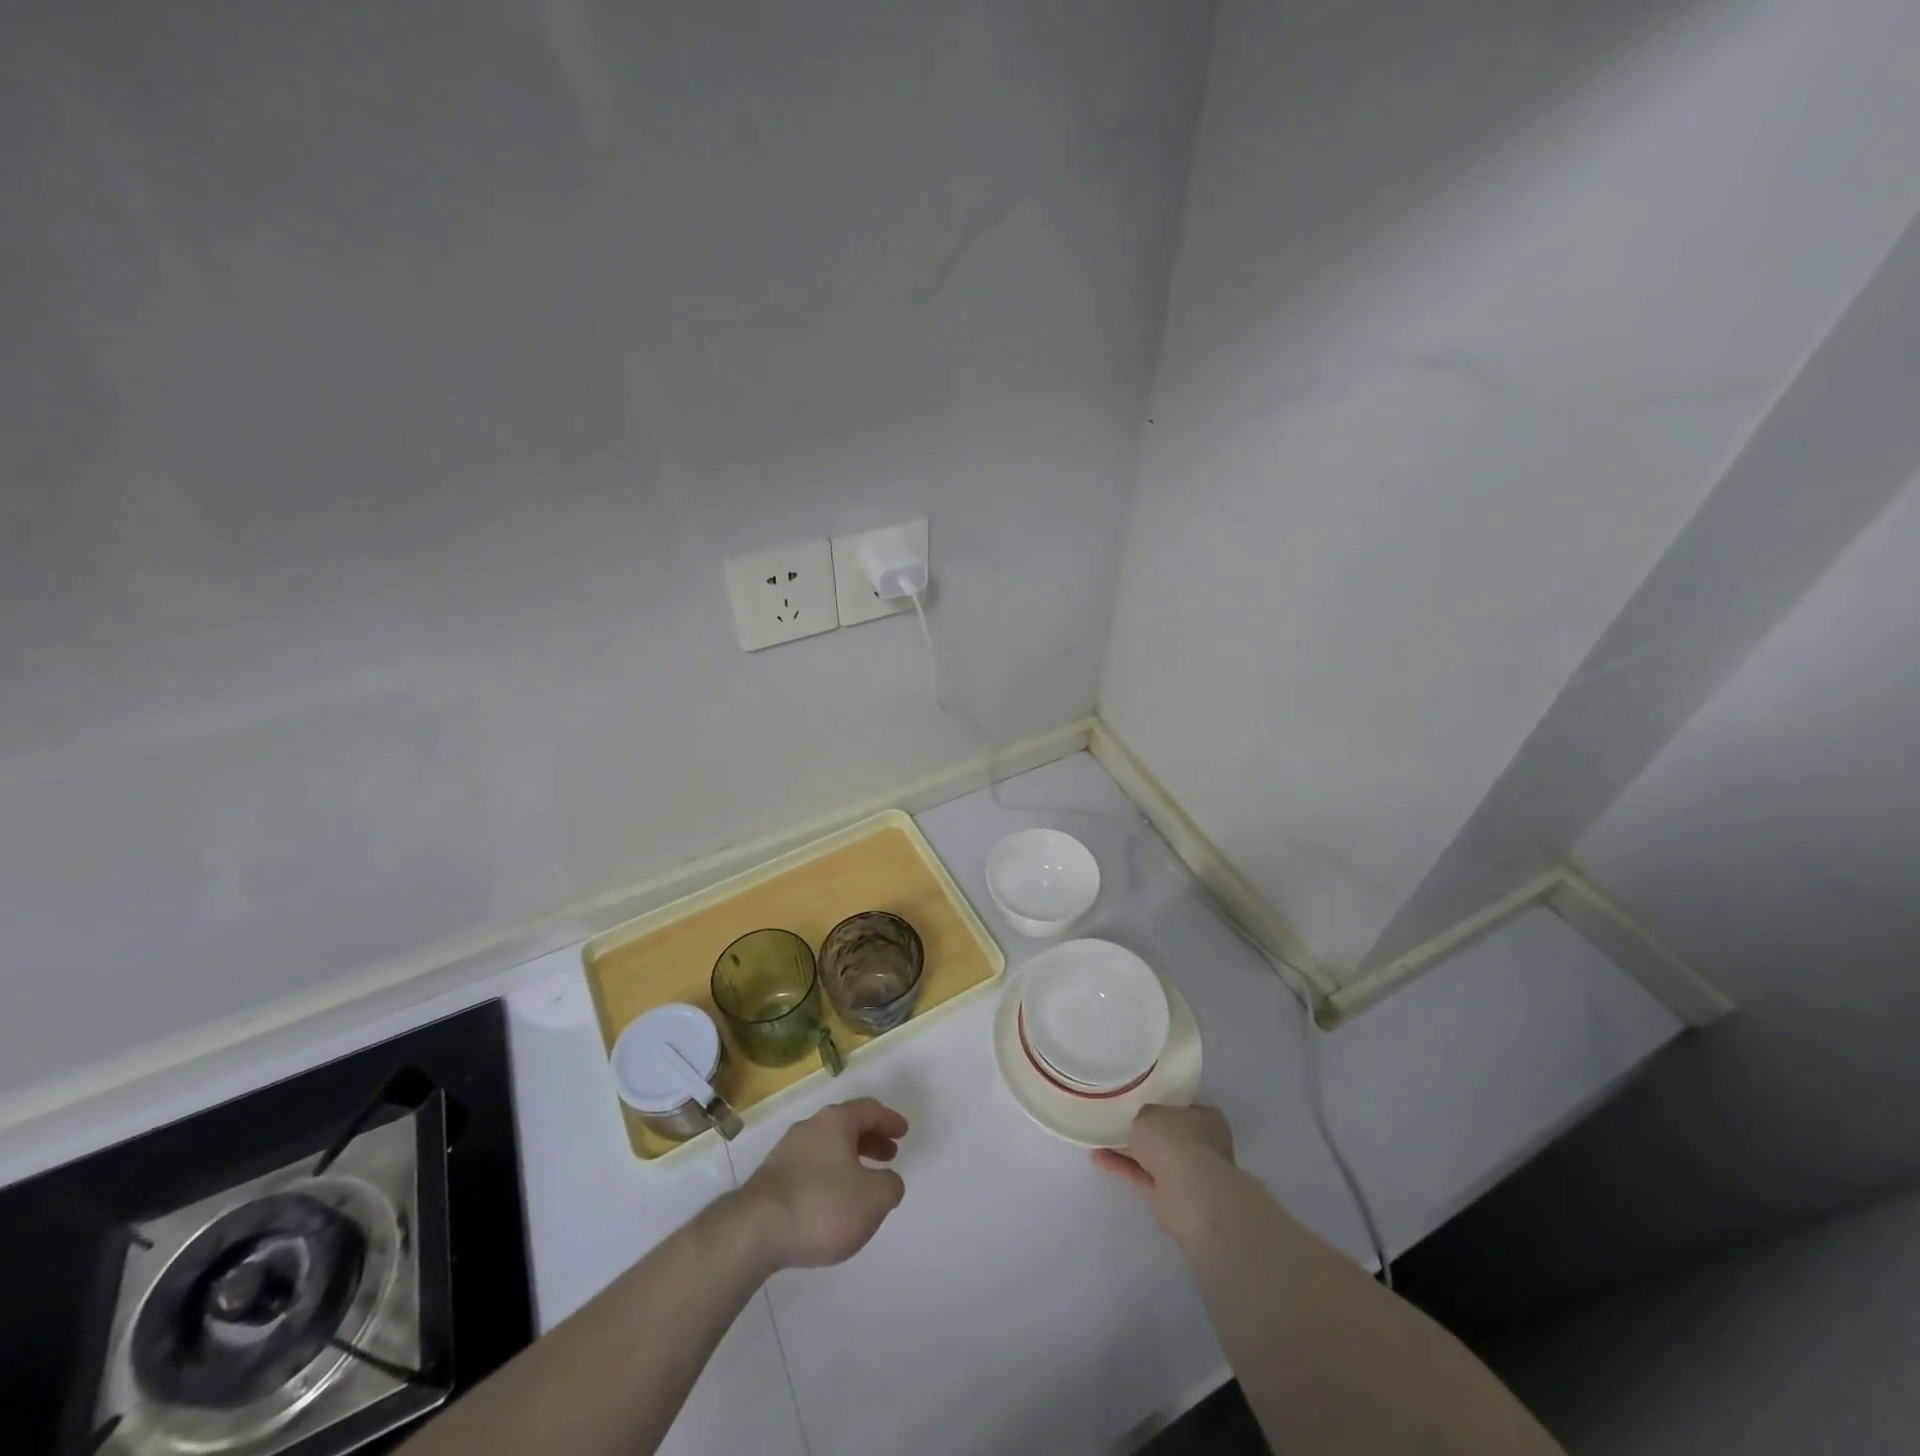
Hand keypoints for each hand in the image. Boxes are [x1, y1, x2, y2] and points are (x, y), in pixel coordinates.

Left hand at [738, 1098, 908, 1270]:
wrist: (754, 1231)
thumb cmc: (822, 1206)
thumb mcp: (873, 1199)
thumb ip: (890, 1186)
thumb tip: (887, 1181)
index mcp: (836, 1121)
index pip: (869, 1109)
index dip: (889, 1120)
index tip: (903, 1132)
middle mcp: (810, 1127)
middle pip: (847, 1125)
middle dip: (870, 1139)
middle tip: (889, 1155)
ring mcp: (786, 1152)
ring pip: (827, 1146)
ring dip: (849, 1159)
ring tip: (862, 1183)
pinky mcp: (771, 1179)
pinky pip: (810, 1167)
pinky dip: (829, 1176)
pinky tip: (832, 1202)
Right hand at [1092, 1104, 1235, 1241]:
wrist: (1188, 1193)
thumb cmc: (1174, 1140)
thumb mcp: (1148, 1113)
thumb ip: (1142, 1117)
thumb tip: (1142, 1127)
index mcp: (1205, 1117)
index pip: (1179, 1108)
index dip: (1158, 1105)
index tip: (1135, 1104)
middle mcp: (1201, 1143)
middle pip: (1166, 1134)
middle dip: (1143, 1131)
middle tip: (1115, 1123)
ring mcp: (1189, 1171)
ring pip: (1154, 1156)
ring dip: (1129, 1151)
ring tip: (1099, 1140)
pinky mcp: (1174, 1195)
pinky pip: (1145, 1175)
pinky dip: (1124, 1167)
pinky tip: (1099, 1158)